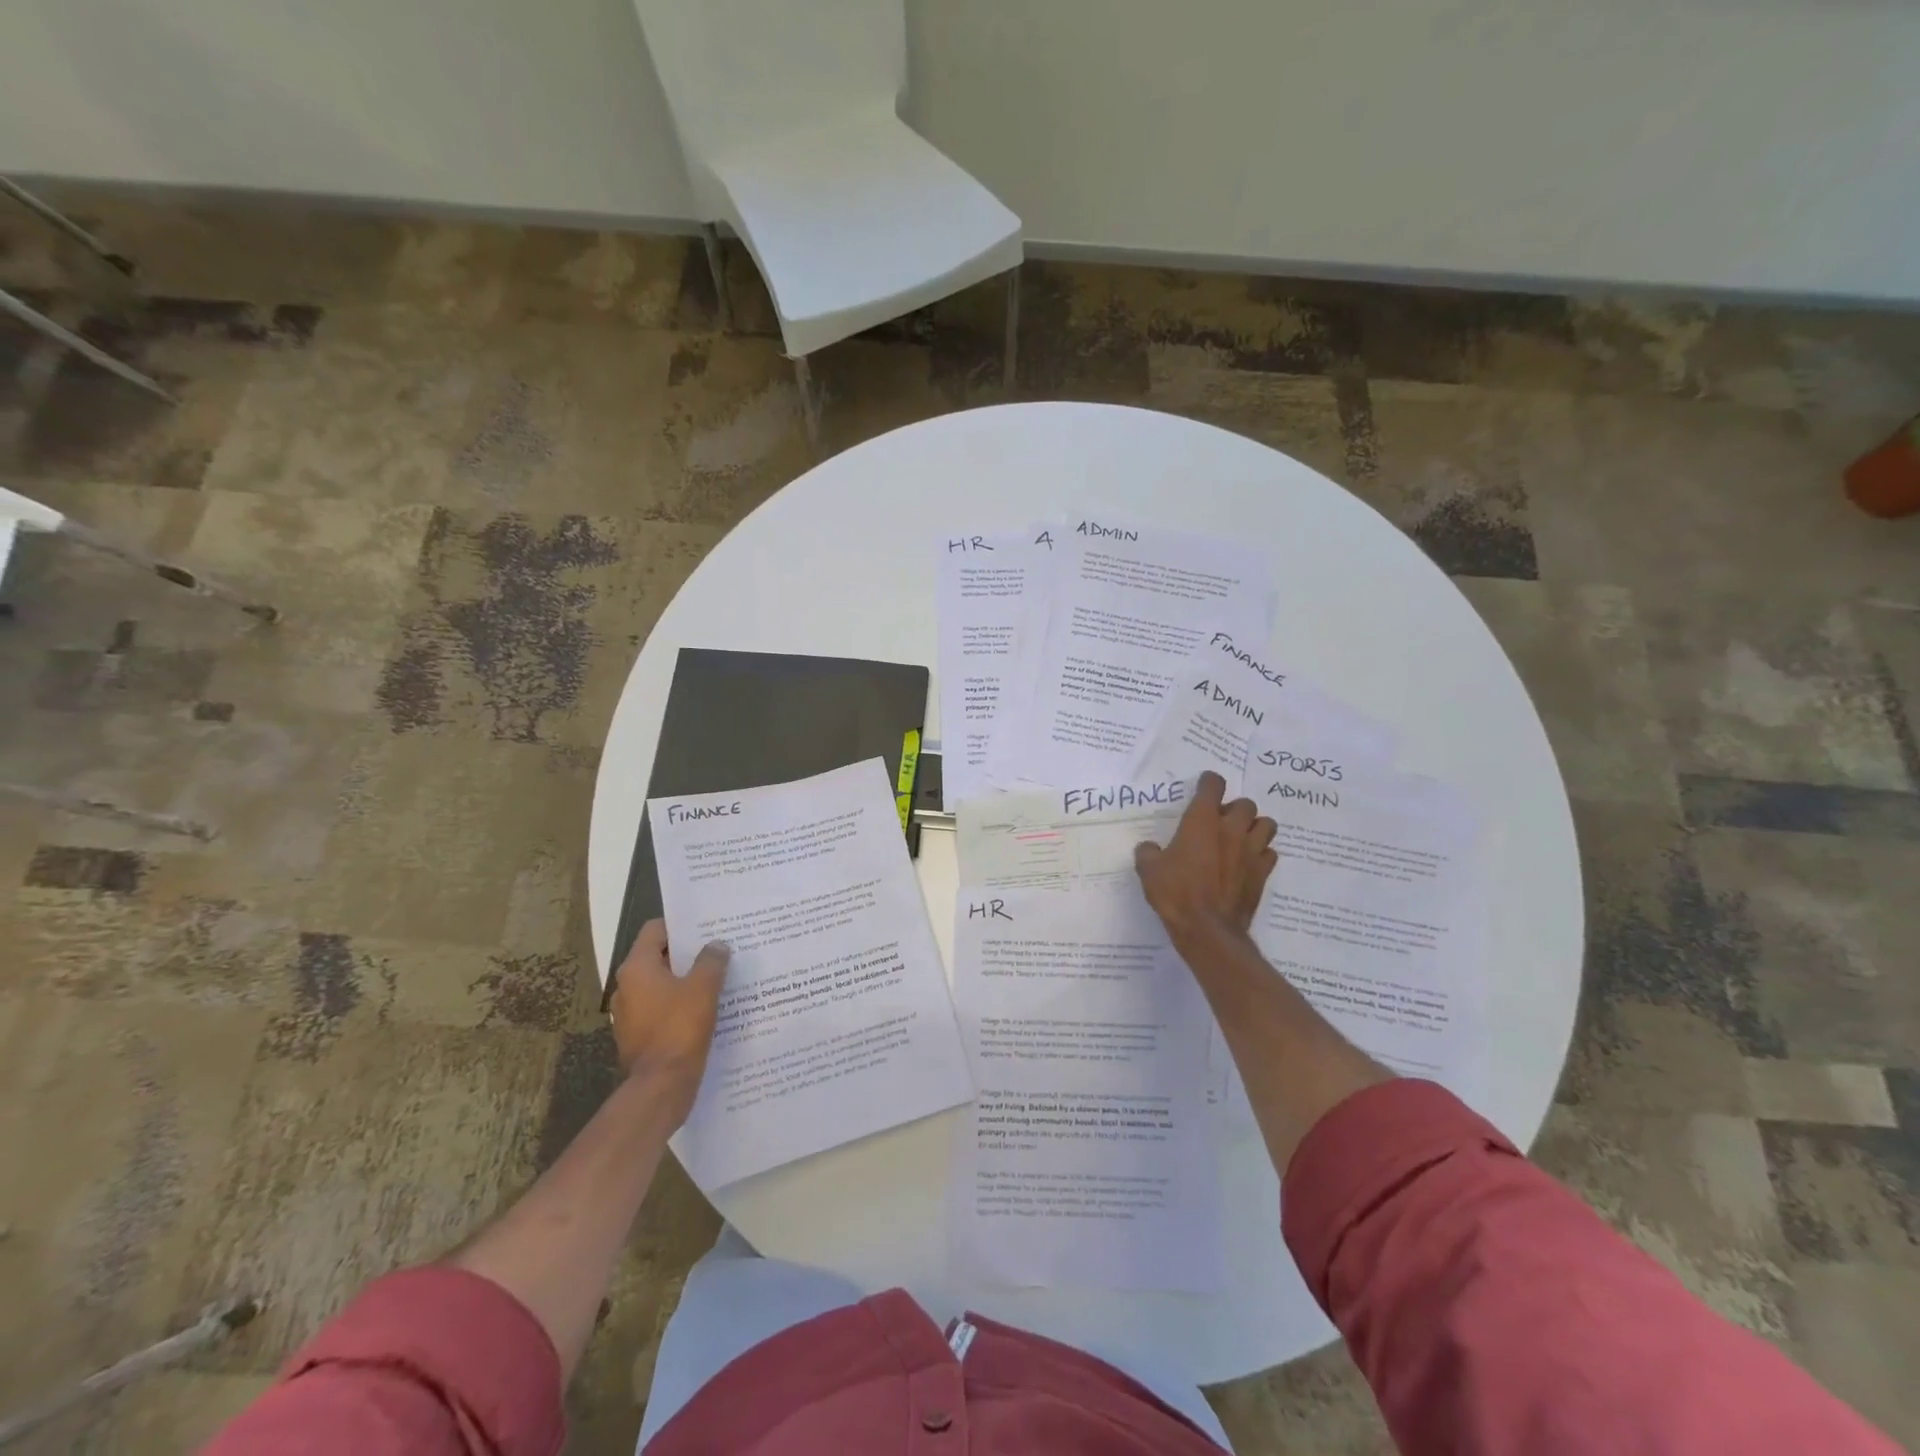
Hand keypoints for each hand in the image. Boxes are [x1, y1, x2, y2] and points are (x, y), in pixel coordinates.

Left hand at [608, 920, 729, 1124]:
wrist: (661, 1085)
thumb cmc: (679, 1028)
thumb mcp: (703, 988)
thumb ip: (711, 960)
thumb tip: (716, 945)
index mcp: (637, 968)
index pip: (655, 930)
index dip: (681, 925)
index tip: (706, 926)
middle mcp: (626, 987)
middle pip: (658, 957)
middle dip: (687, 954)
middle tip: (718, 949)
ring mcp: (629, 1013)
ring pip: (660, 984)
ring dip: (684, 980)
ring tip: (716, 978)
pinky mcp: (637, 1035)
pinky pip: (660, 1008)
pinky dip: (678, 1004)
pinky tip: (705, 1008)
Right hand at [1135, 771, 1277, 944]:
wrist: (1207, 929)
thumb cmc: (1175, 893)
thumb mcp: (1149, 870)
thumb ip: (1148, 852)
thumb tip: (1149, 848)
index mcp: (1201, 821)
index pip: (1213, 785)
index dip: (1209, 782)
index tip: (1204, 787)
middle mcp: (1231, 829)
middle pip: (1246, 804)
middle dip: (1234, 809)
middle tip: (1221, 822)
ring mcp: (1251, 851)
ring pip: (1266, 824)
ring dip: (1254, 827)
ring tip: (1241, 838)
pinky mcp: (1263, 873)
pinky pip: (1270, 853)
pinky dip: (1261, 854)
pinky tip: (1248, 863)